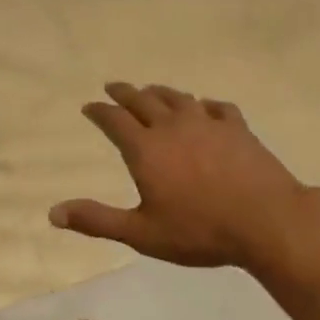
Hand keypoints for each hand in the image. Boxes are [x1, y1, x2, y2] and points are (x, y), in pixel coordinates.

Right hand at [49, 83, 312, 269]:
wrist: (266, 220)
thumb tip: (53, 213)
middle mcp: (173, 127)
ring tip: (151, 91)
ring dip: (160, 93)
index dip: (100, 111)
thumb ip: (97, 220)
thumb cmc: (199, 231)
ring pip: (178, 98)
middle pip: (143, 101)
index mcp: (146, 149)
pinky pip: (217, 107)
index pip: (114, 121)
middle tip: (113, 86)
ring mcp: (208, 124)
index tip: (90, 106)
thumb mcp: (141, 233)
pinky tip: (205, 107)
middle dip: (125, 93)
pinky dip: (204, 104)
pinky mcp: (237, 128)